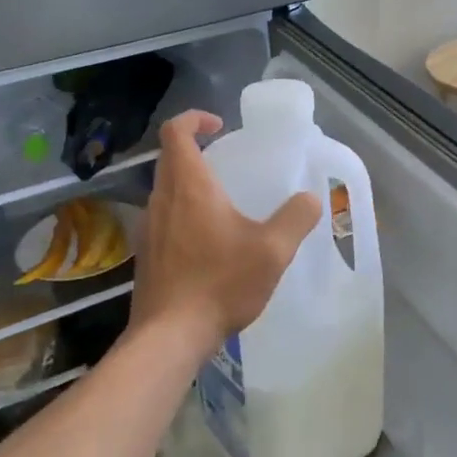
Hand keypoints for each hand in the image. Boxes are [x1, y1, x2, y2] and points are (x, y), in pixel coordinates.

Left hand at [129, 111, 321, 355]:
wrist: (168, 337)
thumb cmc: (220, 284)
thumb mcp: (272, 251)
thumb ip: (296, 218)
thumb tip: (310, 198)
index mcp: (189, 186)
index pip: (176, 131)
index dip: (195, 118)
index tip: (220, 126)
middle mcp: (162, 199)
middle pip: (169, 157)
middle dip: (196, 149)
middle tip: (228, 162)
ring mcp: (148, 228)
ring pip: (165, 189)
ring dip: (189, 183)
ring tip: (223, 201)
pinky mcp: (146, 254)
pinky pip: (163, 217)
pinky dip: (183, 212)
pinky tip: (209, 242)